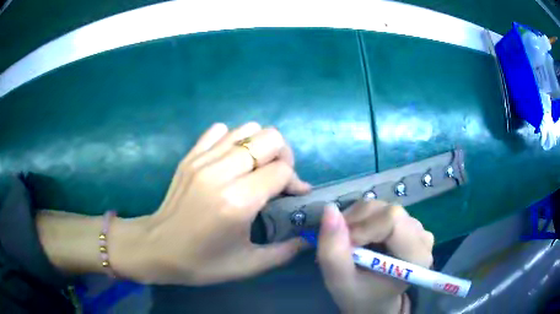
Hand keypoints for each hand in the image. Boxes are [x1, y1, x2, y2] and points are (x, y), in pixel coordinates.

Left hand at [112, 122, 310, 284]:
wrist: (156, 248)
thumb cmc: (201, 262)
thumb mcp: (247, 266)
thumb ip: (284, 252)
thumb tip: (309, 237)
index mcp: (237, 202)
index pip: (281, 171)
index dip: (295, 182)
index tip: (294, 196)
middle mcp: (220, 173)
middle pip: (269, 138)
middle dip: (282, 156)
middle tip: (277, 178)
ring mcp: (202, 160)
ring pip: (247, 129)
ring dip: (260, 146)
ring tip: (256, 169)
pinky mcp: (190, 156)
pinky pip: (220, 131)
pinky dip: (233, 140)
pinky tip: (230, 162)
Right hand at [317, 201, 433, 313]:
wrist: (374, 300)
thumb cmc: (360, 296)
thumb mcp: (340, 281)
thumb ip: (333, 250)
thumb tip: (329, 209)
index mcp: (416, 256)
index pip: (393, 220)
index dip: (363, 228)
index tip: (346, 247)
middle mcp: (422, 237)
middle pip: (387, 211)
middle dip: (357, 223)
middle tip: (343, 245)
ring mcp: (417, 228)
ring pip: (382, 207)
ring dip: (357, 221)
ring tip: (350, 244)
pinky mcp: (408, 223)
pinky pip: (382, 210)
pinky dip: (363, 219)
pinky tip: (360, 238)